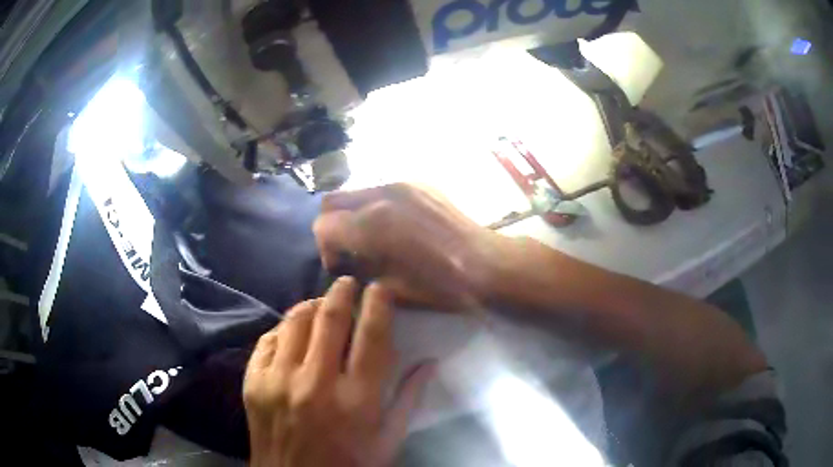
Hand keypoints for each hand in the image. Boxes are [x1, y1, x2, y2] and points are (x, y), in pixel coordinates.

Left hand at [243, 277, 434, 466]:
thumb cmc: (348, 465)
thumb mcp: (388, 441)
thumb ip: (409, 399)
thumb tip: (429, 361)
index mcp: (357, 400)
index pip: (372, 336)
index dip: (379, 303)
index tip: (381, 288)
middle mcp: (316, 384)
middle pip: (330, 317)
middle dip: (342, 291)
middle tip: (348, 283)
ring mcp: (278, 380)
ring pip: (295, 321)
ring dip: (312, 305)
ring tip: (321, 304)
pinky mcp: (253, 382)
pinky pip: (268, 339)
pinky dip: (283, 329)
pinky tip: (293, 333)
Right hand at [313, 184, 506, 309]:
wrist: (485, 264)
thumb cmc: (439, 285)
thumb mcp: (389, 288)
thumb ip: (357, 269)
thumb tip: (343, 262)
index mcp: (372, 223)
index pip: (323, 225)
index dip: (325, 249)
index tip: (340, 266)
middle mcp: (381, 194)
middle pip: (331, 201)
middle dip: (332, 226)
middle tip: (350, 250)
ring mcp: (401, 184)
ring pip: (355, 192)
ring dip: (353, 214)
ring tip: (373, 238)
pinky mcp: (418, 184)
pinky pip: (381, 190)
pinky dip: (375, 207)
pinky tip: (395, 228)